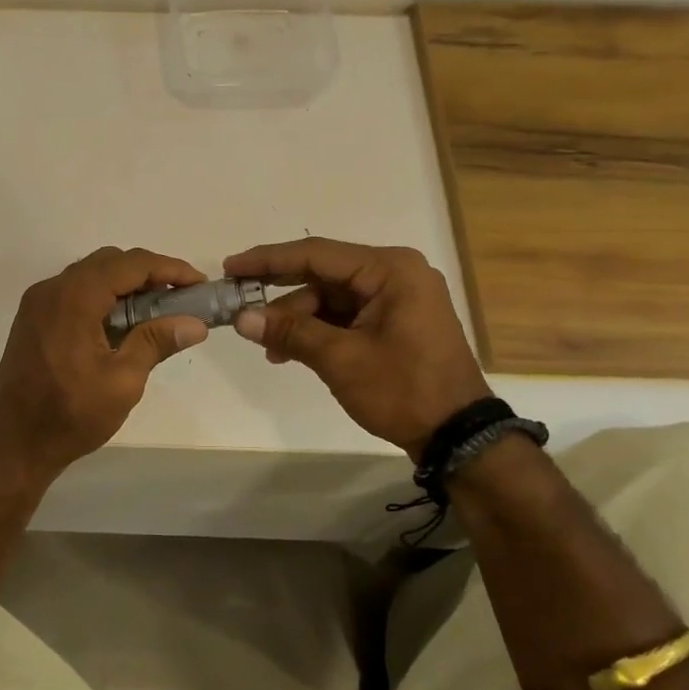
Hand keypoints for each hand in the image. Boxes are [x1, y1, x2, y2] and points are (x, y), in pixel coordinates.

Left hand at [0, 247, 209, 485]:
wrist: (13, 443)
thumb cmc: (70, 415)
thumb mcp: (122, 381)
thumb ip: (156, 342)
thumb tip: (195, 323)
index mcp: (74, 298)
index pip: (130, 264)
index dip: (170, 270)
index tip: (199, 284)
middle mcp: (52, 289)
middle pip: (109, 263)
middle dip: (149, 274)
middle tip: (181, 299)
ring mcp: (38, 303)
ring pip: (91, 276)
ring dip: (126, 286)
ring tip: (158, 312)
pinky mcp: (33, 319)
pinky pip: (74, 293)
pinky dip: (103, 298)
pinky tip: (123, 324)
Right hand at [224, 237, 491, 457]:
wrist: (458, 435)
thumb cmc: (403, 389)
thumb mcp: (340, 359)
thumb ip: (290, 332)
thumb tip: (241, 318)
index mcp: (390, 270)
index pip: (316, 254)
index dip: (268, 261)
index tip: (230, 267)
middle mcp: (395, 274)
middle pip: (323, 276)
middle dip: (281, 297)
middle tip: (240, 308)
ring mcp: (397, 299)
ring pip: (331, 299)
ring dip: (298, 321)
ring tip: (269, 348)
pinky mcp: (395, 322)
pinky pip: (345, 316)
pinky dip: (318, 331)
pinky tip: (290, 351)